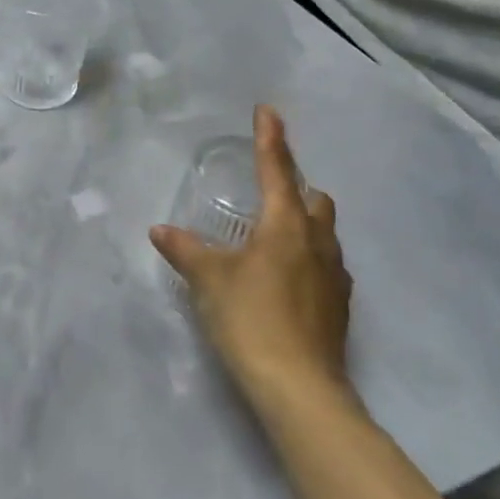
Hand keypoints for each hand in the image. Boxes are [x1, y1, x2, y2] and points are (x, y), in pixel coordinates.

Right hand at [152, 106, 353, 403]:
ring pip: (324, 233)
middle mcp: (318, 242)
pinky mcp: (339, 306)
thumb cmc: (250, 318)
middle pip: (314, 199)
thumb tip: (160, 230)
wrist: (299, 387)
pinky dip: (307, 257)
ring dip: (302, 223)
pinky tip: (284, 279)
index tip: (267, 111)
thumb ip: (184, 250)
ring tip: (270, 236)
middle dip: (294, 187)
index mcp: (286, 225)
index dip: (270, 138)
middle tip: (265, 192)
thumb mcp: (208, 280)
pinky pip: (325, 264)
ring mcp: (335, 275)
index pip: (277, 169)